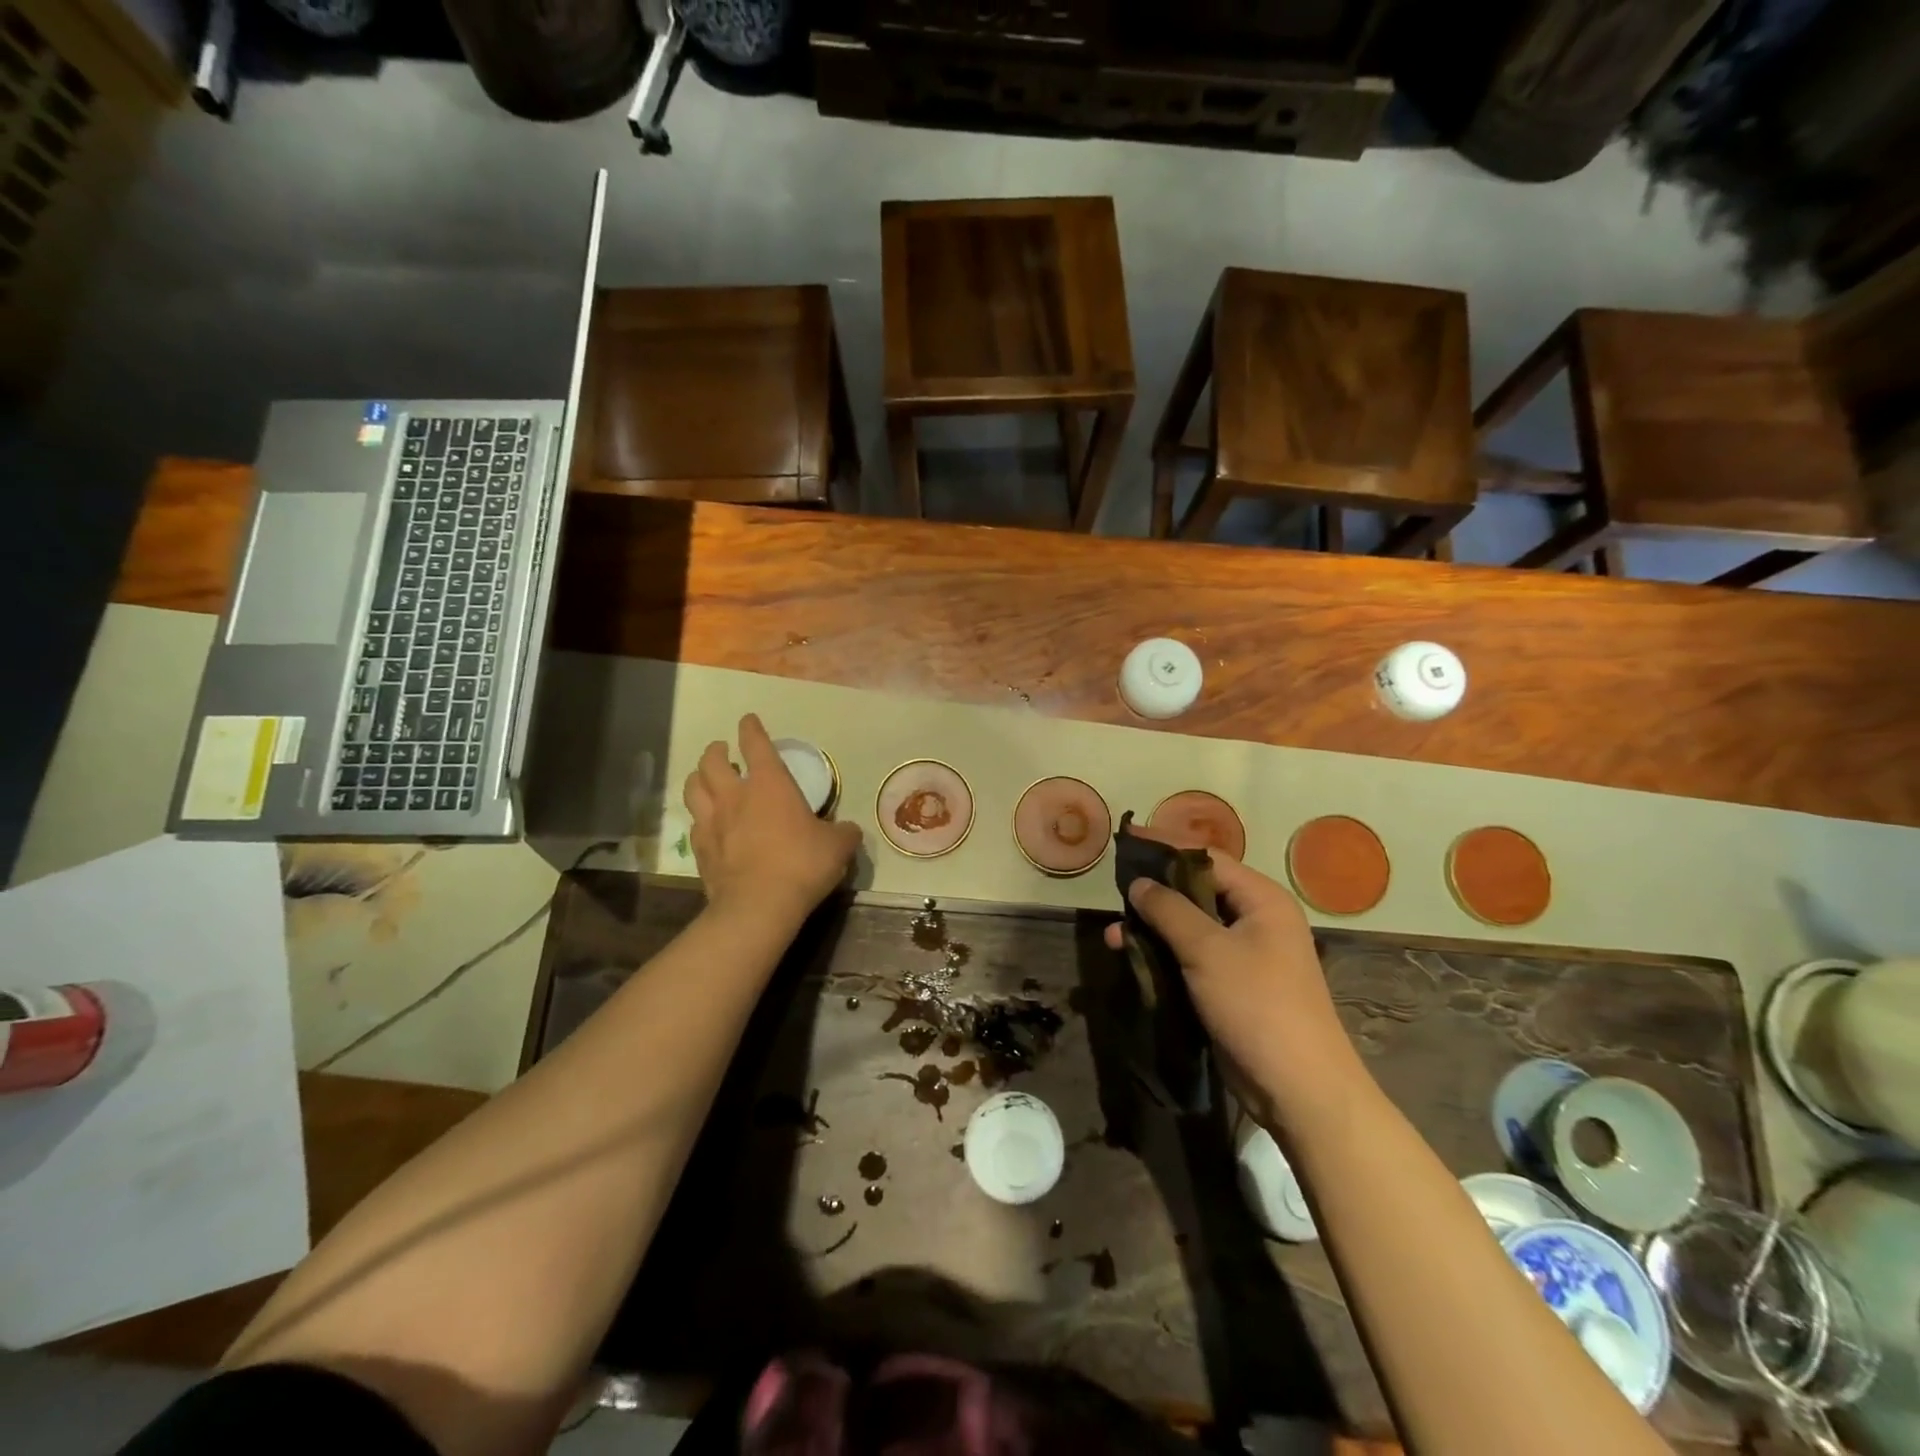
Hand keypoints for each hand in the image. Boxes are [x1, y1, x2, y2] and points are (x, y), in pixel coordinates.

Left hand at [682, 714, 861, 926]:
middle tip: (722, 750)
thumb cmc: (802, 864)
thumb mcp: (837, 847)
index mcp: (770, 784)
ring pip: (693, 788)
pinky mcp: (700, 850)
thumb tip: (849, 830)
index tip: (748, 720)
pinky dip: (699, 817)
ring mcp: (712, 822)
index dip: (751, 729)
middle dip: (716, 750)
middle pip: (712, 761)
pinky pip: (694, 824)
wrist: (759, 906)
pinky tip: (706, 823)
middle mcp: (735, 795)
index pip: (756, 744)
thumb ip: (843, 833)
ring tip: (705, 779)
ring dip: (698, 778)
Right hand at [1103, 854, 1362, 1122]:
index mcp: (1261, 899)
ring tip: (1114, 935)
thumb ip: (1169, 910)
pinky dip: (1163, 954)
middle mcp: (1255, 920)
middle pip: (1196, 890)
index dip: (1165, 846)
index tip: (1127, 838)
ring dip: (1153, 928)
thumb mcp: (1208, 950)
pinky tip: (1132, 959)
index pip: (1207, 858)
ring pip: (1189, 927)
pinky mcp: (1231, 985)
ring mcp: (1244, 955)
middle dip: (1154, 891)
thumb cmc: (1257, 1005)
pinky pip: (1191, 957)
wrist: (1298, 1088)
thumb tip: (1138, 883)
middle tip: (1114, 890)